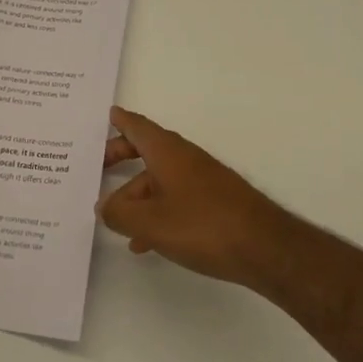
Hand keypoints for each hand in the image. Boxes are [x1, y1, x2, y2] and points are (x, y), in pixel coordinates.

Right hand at [98, 107, 292, 288]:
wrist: (264, 247)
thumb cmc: (201, 225)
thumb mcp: (150, 222)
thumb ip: (120, 214)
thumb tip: (103, 206)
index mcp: (167, 152)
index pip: (138, 127)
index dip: (121, 121)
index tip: (108, 114)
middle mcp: (184, 158)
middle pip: (146, 150)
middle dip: (121, 156)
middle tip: (98, 166)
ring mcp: (202, 179)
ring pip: (159, 179)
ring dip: (136, 194)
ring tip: (116, 220)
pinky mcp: (214, 202)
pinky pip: (175, 198)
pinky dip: (156, 211)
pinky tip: (146, 241)